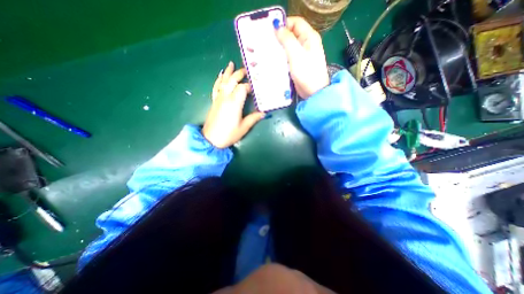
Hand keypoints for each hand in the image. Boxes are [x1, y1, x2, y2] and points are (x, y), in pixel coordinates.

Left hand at [201, 62, 266, 148]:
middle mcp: (226, 97)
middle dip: (239, 74)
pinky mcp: (214, 101)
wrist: (211, 139)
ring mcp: (218, 98)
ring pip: (223, 81)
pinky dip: (218, 80)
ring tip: (231, 64)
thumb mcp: (244, 127)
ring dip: (228, 72)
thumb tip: (263, 113)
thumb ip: (254, 118)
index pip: (242, 88)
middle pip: (232, 80)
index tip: (255, 88)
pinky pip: (216, 87)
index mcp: (234, 103)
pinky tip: (220, 75)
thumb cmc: (229, 134)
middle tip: (247, 69)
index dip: (249, 86)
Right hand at [275, 16, 325, 98]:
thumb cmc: (306, 72)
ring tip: (268, 51)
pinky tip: (274, 60)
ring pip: (289, 46)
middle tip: (267, 42)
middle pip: (291, 34)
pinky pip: (288, 57)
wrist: (313, 92)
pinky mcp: (298, 65)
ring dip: (279, 48)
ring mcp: (302, 55)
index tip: (271, 31)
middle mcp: (306, 44)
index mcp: (309, 37)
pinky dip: (281, 57)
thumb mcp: (296, 54)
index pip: (296, 22)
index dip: (284, 24)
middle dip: (280, 37)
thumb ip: (287, 40)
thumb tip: (277, 27)